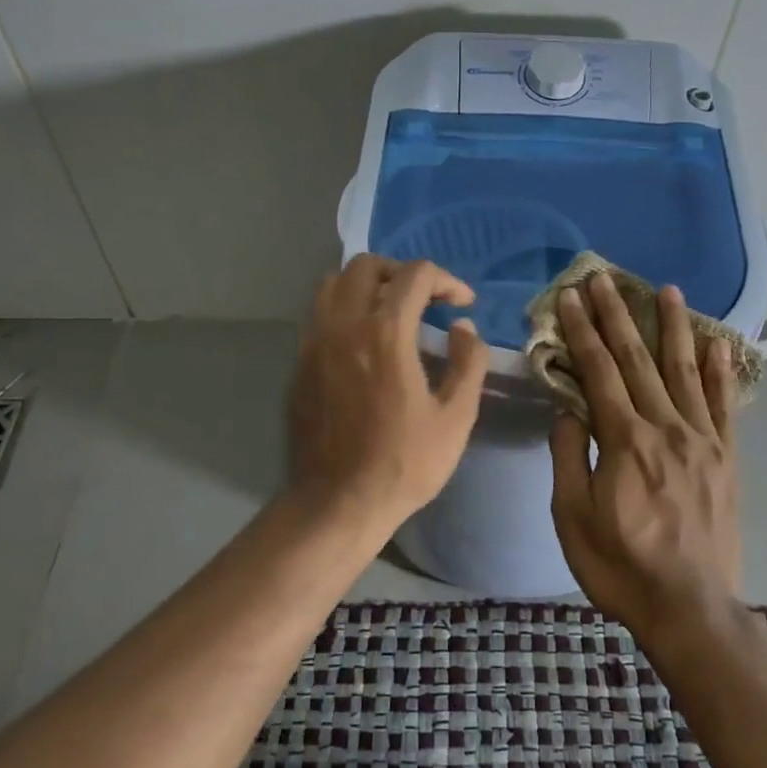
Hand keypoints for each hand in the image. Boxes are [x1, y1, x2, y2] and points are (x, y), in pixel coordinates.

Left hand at [288, 255, 488, 534]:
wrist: (338, 502)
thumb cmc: (404, 463)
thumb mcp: (456, 417)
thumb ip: (467, 363)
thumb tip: (463, 329)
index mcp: (385, 332)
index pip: (415, 275)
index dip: (446, 280)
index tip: (462, 304)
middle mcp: (343, 324)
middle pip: (367, 265)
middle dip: (403, 273)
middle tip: (426, 299)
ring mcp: (314, 341)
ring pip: (334, 282)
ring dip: (367, 285)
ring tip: (391, 311)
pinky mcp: (299, 362)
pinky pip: (319, 313)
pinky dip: (345, 309)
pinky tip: (364, 341)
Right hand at [549, 273, 742, 640]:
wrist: (691, 611)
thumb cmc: (620, 566)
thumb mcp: (572, 516)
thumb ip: (569, 456)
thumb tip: (569, 409)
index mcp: (625, 441)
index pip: (598, 371)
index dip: (582, 330)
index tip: (569, 296)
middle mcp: (667, 429)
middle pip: (638, 360)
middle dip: (618, 315)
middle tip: (604, 278)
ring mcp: (703, 441)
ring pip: (685, 372)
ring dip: (673, 328)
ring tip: (668, 290)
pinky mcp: (726, 459)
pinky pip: (725, 406)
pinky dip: (721, 372)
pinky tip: (718, 343)